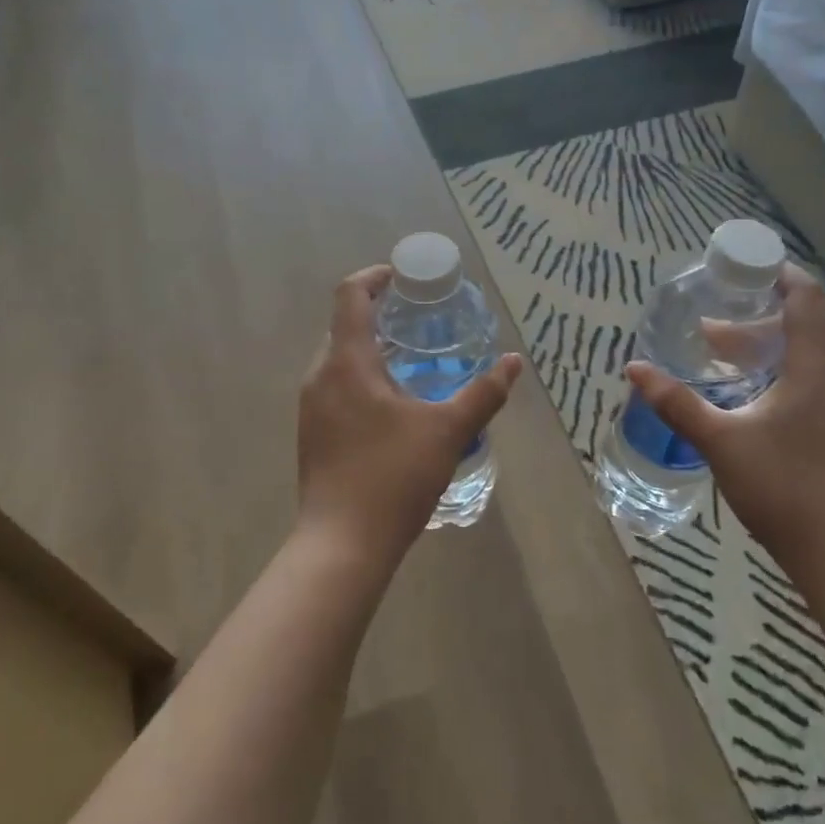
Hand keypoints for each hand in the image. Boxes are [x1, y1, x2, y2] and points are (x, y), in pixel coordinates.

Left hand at [298, 266, 523, 572]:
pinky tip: (391, 406)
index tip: (403, 278)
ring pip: (338, 360)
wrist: (341, 546)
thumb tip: (514, 362)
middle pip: (343, 326)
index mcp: (346, 362)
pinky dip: (360, 378)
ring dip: (369, 350)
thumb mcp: (448, 432)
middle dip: (377, 315)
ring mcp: (310, 407)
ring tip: (410, 361)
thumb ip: (483, 393)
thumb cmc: (392, 478)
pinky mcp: (312, 434)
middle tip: (418, 322)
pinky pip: (334, 387)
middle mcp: (319, 376)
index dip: (374, 277)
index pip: (350, 296)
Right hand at [625, 264, 824, 582]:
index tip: (744, 269)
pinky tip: (752, 403)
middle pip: (801, 329)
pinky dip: (782, 377)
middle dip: (752, 325)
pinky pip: (815, 385)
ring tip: (722, 365)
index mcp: (816, 370)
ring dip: (765, 353)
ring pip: (807, 360)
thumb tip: (635, 368)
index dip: (780, 275)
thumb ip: (676, 402)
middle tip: (708, 332)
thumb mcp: (719, 441)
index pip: (807, 299)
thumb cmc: (782, 489)